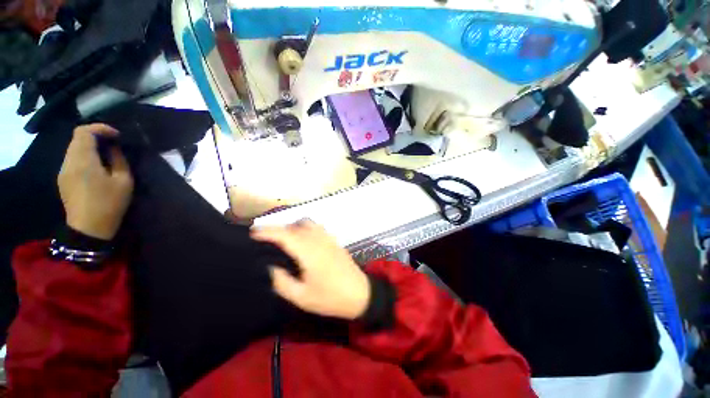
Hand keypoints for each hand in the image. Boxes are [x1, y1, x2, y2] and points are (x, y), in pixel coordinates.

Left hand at [58, 124, 132, 239]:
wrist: (89, 229)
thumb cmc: (109, 204)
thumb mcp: (123, 181)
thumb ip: (118, 160)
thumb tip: (114, 148)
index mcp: (83, 160)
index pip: (84, 131)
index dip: (100, 128)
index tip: (116, 135)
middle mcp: (68, 161)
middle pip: (77, 138)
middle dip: (96, 135)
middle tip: (113, 143)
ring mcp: (63, 171)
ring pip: (74, 148)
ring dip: (90, 146)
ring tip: (106, 154)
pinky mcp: (63, 179)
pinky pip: (72, 159)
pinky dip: (84, 155)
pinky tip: (96, 165)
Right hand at [251, 220, 370, 319]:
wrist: (360, 293)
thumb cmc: (330, 298)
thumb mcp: (302, 297)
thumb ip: (282, 281)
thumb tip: (270, 267)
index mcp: (309, 252)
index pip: (285, 235)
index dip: (267, 232)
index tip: (252, 233)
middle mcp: (318, 239)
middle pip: (294, 226)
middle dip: (277, 229)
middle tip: (263, 239)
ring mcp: (328, 237)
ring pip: (306, 223)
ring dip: (292, 226)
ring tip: (282, 239)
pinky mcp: (333, 240)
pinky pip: (316, 227)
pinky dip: (304, 228)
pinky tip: (301, 240)